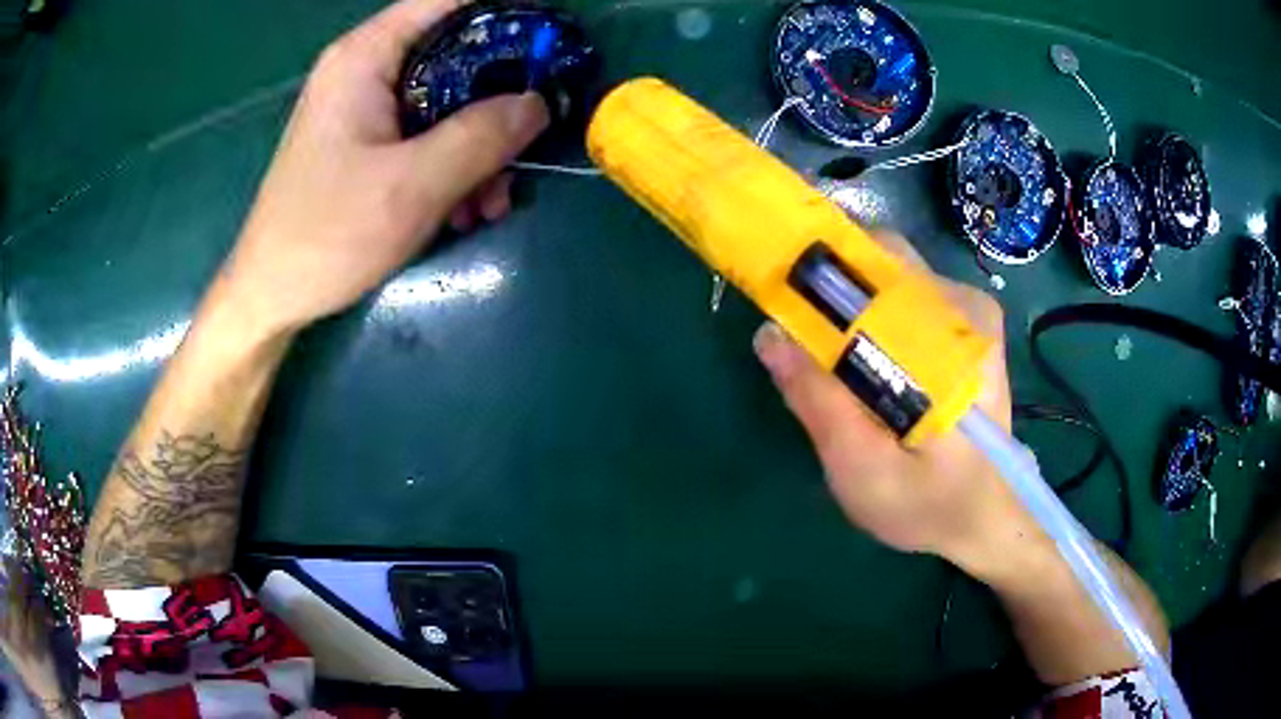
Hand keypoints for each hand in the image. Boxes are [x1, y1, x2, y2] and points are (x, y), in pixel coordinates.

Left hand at [217, 0, 548, 334]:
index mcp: (366, 57)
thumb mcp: (413, 185)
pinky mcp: (365, 145)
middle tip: (528, 140)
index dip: (504, 14)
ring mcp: (364, 109)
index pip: (448, 1)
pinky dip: (452, 167)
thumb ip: (482, 135)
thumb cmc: (327, 235)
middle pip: (454, 54)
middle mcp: (365, 70)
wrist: (271, 297)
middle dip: (497, 100)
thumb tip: (540, 102)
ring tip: (492, 203)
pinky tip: (464, 211)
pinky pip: (425, 136)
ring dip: (480, 147)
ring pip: (445, 102)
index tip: (548, 42)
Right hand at [754, 231, 1034, 578]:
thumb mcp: (863, 471)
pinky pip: (907, 299)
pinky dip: (875, 320)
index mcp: (954, 340)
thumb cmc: (928, 505)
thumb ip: (820, 403)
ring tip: (833, 363)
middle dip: (833, 290)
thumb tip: (769, 333)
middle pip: (884, 265)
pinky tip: (870, 366)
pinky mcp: (968, 327)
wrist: (984, 520)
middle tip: (800, 338)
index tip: (776, 290)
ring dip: (852, 308)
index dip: (821, 273)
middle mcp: (967, 309)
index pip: (878, 268)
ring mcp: (971, 314)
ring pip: (891, 280)